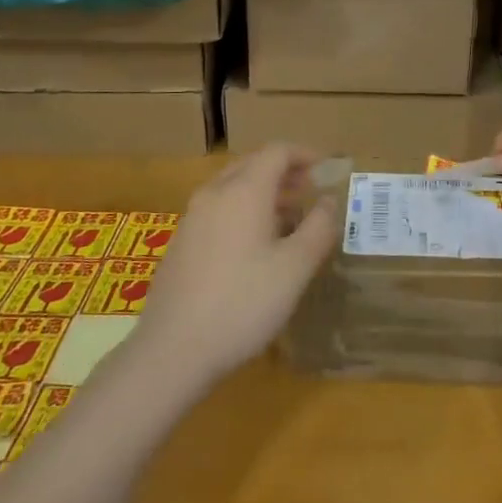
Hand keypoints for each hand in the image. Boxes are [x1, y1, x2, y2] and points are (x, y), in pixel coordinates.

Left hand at [133, 145, 338, 383]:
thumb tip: (328, 201)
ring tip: (288, 218)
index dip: (305, 154)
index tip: (327, 169)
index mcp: (244, 191)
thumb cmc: (243, 303)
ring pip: (232, 187)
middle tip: (310, 191)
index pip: (277, 152)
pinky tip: (254, 246)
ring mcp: (192, 218)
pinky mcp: (180, 243)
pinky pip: (218, 209)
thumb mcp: (295, 268)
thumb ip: (318, 228)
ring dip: (263, 192)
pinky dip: (242, 210)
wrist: (173, 350)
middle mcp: (214, 194)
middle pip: (252, 164)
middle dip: (284, 171)